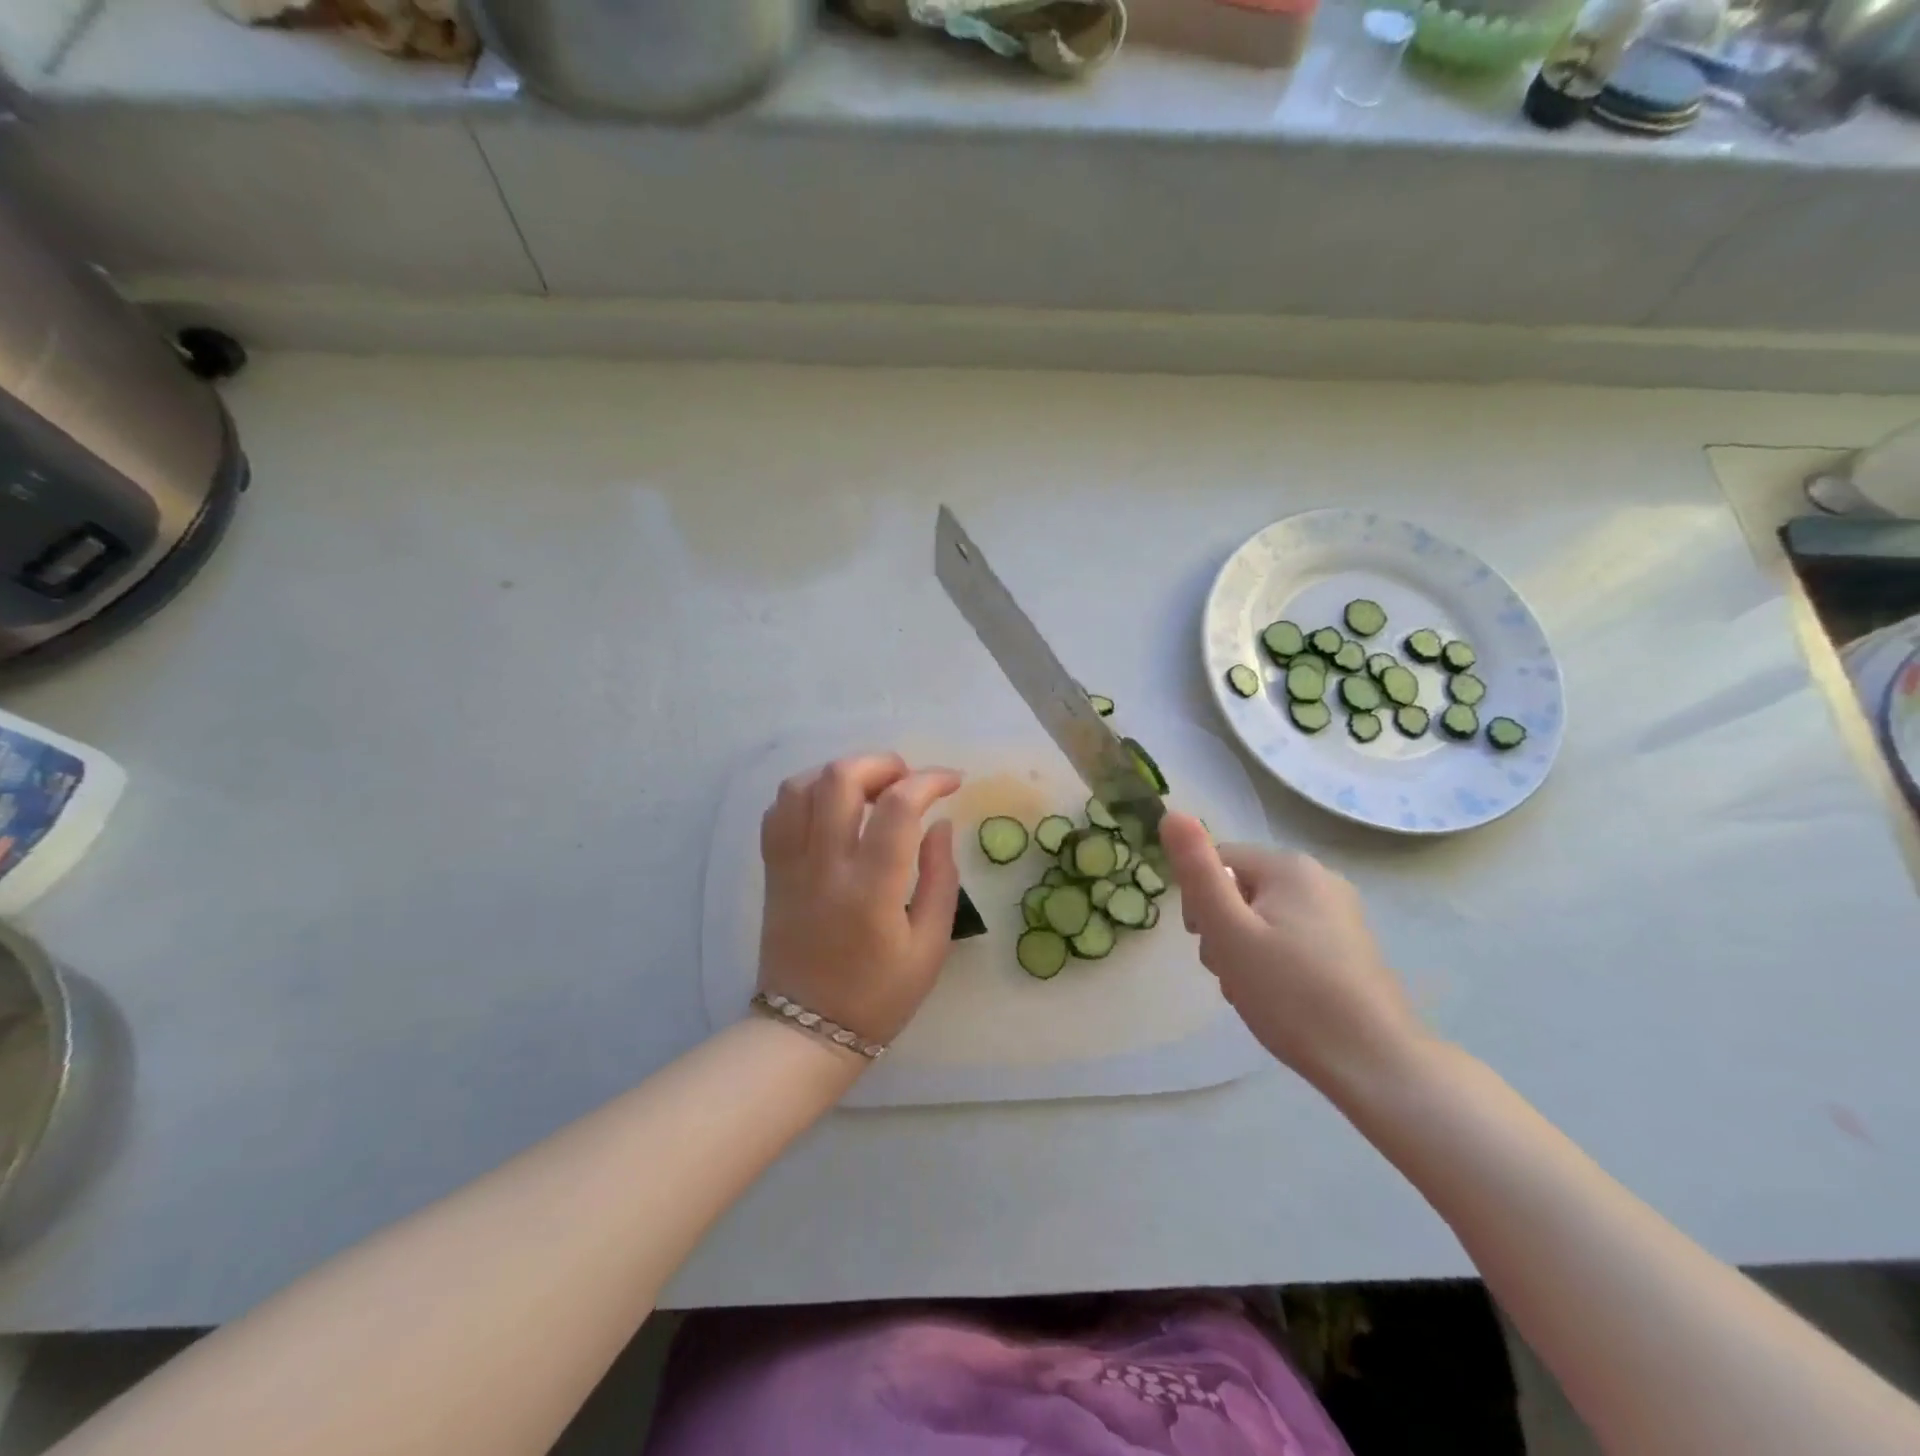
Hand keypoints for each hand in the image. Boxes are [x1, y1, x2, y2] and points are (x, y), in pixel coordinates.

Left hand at [758, 754, 963, 1049]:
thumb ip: (940, 878)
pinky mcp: (772, 871)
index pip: (898, 808)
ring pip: (801, 786)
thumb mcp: (930, 946)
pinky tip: (831, 808)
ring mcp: (790, 865)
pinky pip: (777, 811)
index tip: (952, 782)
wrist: (806, 1030)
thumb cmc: (879, 995)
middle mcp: (825, 867)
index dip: (929, 780)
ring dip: (841, 772)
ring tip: (869, 789)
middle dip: (881, 762)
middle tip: (907, 780)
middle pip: (840, 779)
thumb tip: (940, 823)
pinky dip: (806, 793)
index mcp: (871, 889)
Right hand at [1160, 813, 1421, 1093]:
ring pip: (1262, 918)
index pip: (1216, 863)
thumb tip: (1171, 813)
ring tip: (1253, 991)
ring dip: (1244, 950)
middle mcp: (1318, 878)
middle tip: (1232, 973)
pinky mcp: (1349, 945)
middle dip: (1223, 930)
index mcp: (1289, 866)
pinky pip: (1290, 937)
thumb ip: (1197, 872)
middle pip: (1240, 890)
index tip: (1206, 943)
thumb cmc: (1291, 994)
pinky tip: (1279, 997)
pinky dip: (1273, 962)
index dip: (1199, 902)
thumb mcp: (1229, 931)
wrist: (1375, 1063)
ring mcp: (1339, 912)